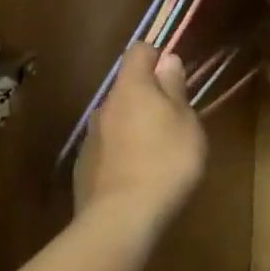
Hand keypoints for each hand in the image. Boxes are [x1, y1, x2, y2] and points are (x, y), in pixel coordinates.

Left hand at [74, 44, 206, 229]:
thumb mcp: (186, 122)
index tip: (174, 76)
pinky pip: (107, 149)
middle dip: (147, 97)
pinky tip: (136, 177)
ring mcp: (90, 137)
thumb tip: (166, 60)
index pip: (138, 51)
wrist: (121, 219)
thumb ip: (174, 88)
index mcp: (131, 87)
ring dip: (134, 127)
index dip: (156, 56)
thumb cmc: (165, 162)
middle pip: (127, 88)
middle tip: (173, 121)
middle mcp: (104, 105)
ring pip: (116, 119)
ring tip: (156, 154)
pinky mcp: (84, 167)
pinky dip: (121, 154)